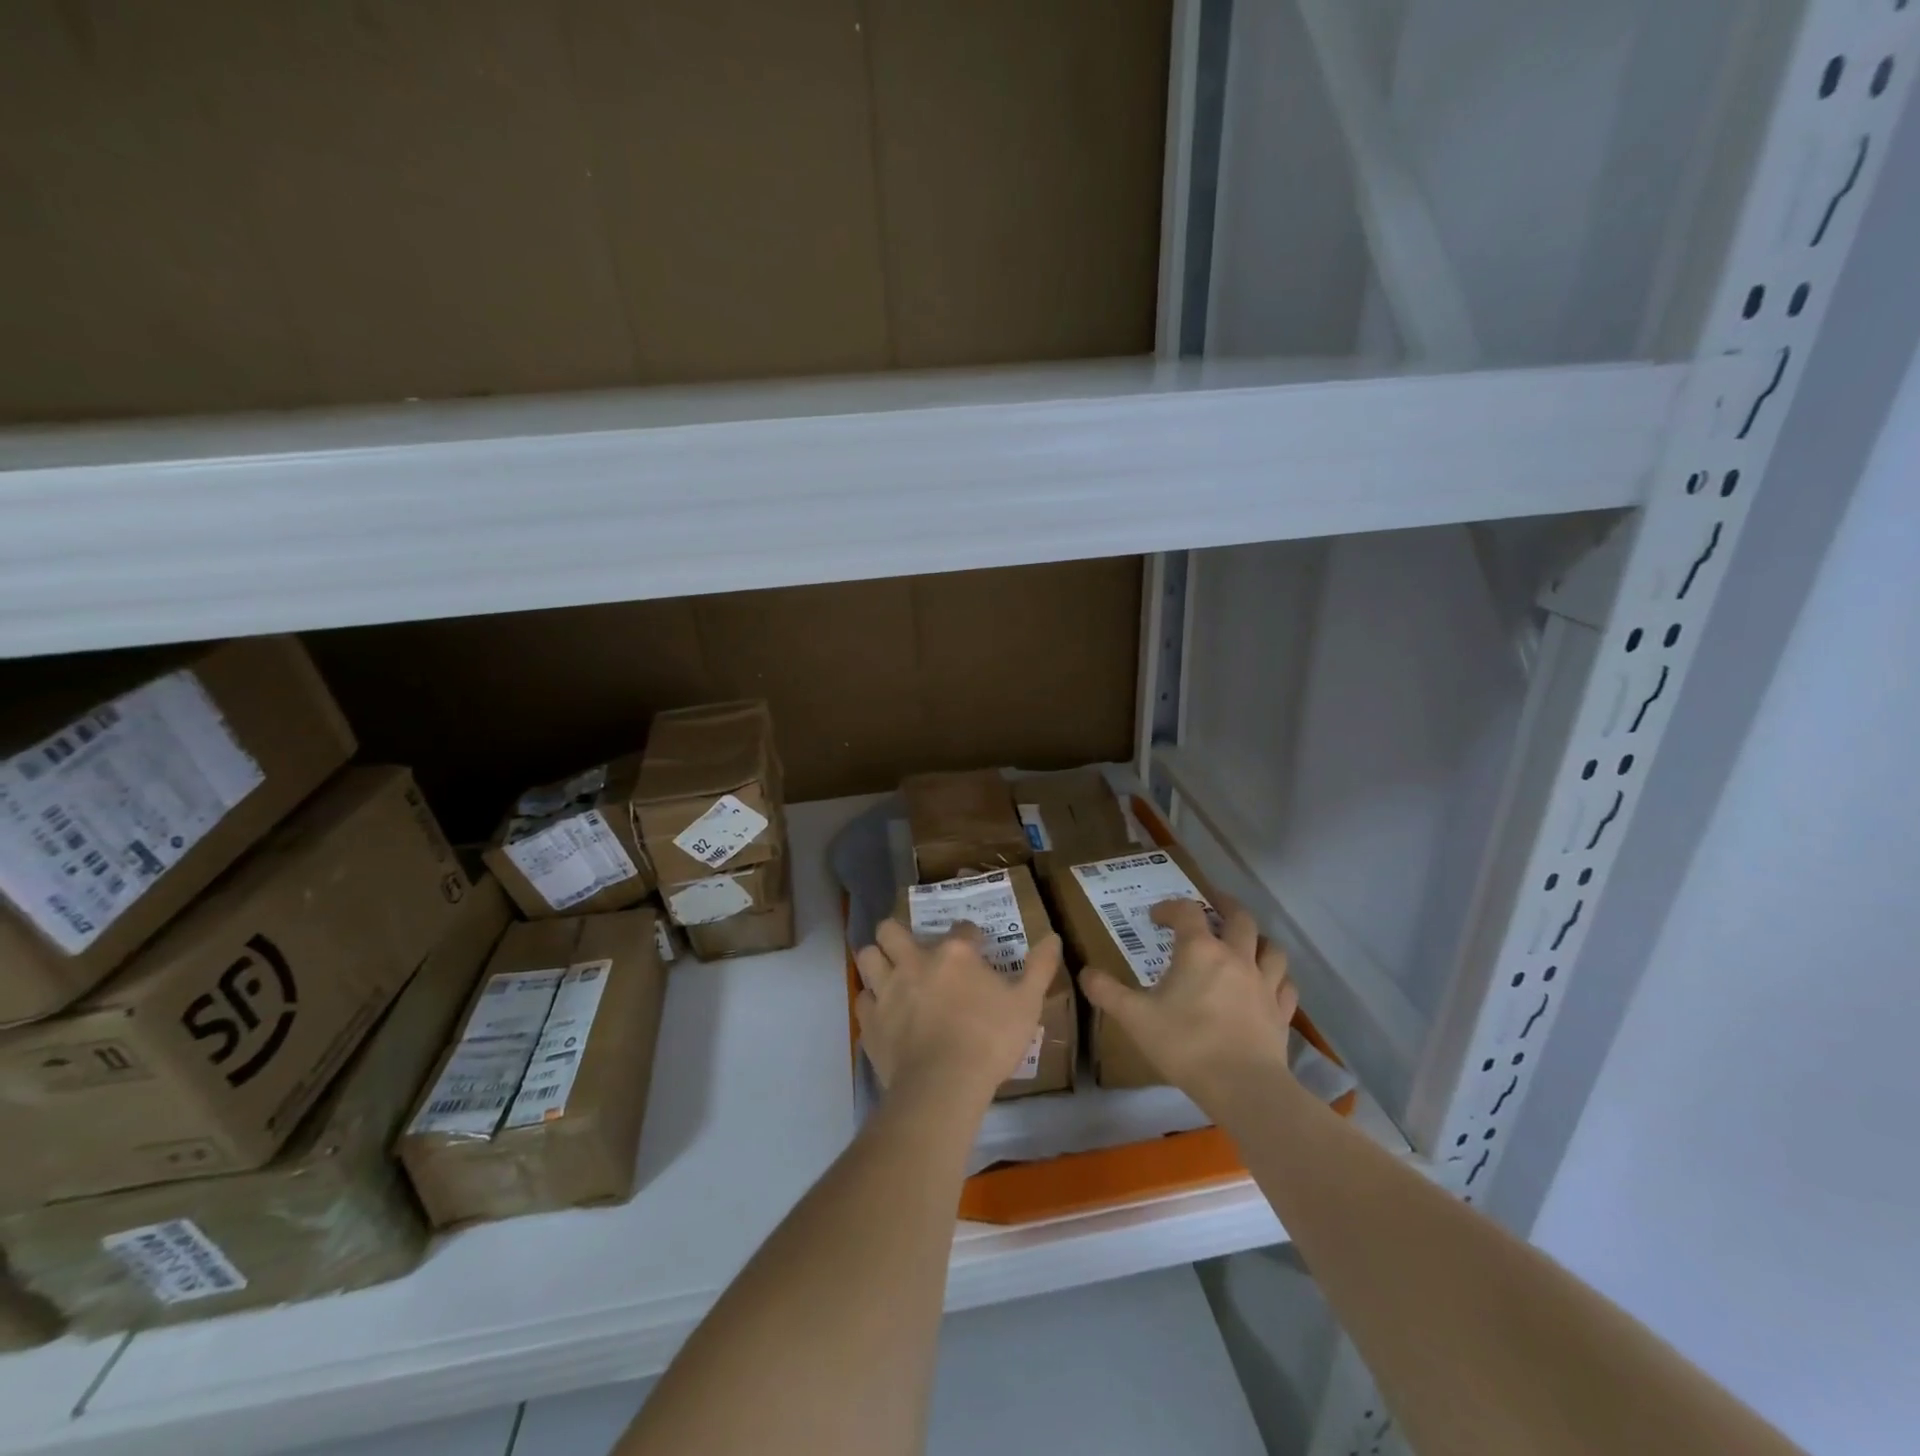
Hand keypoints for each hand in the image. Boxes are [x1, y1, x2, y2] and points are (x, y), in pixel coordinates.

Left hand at [855, 919, 1061, 1105]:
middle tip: (912, 950)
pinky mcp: (870, 1021)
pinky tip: (884, 1013)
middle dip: (897, 934)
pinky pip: (862, 999)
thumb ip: (1040, 968)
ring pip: (867, 956)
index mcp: (955, 954)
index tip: (976, 948)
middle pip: (890, 929)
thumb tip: (1053, 936)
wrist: (944, 1085)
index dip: (970, 936)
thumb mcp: (1027, 1004)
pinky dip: (871, 1002)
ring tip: (890, 973)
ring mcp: (888, 989)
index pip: (961, 928)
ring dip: (877, 960)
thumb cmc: (990, 1040)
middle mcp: (915, 961)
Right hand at [1080, 898, 1296, 1116]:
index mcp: (1199, 951)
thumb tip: (1085, 973)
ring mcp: (1264, 984)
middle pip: (1239, 917)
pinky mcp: (1281, 1012)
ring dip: (1258, 939)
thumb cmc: (1185, 1044)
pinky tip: (1269, 984)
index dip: (1170, 908)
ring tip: (1246, 943)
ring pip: (1271, 947)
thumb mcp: (1134, 1018)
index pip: (1187, 912)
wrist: (1242, 1087)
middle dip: (1224, 906)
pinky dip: (1277, 977)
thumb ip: (1107, 992)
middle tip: (1212, 905)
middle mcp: (1235, 957)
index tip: (1155, 918)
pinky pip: (1285, 984)